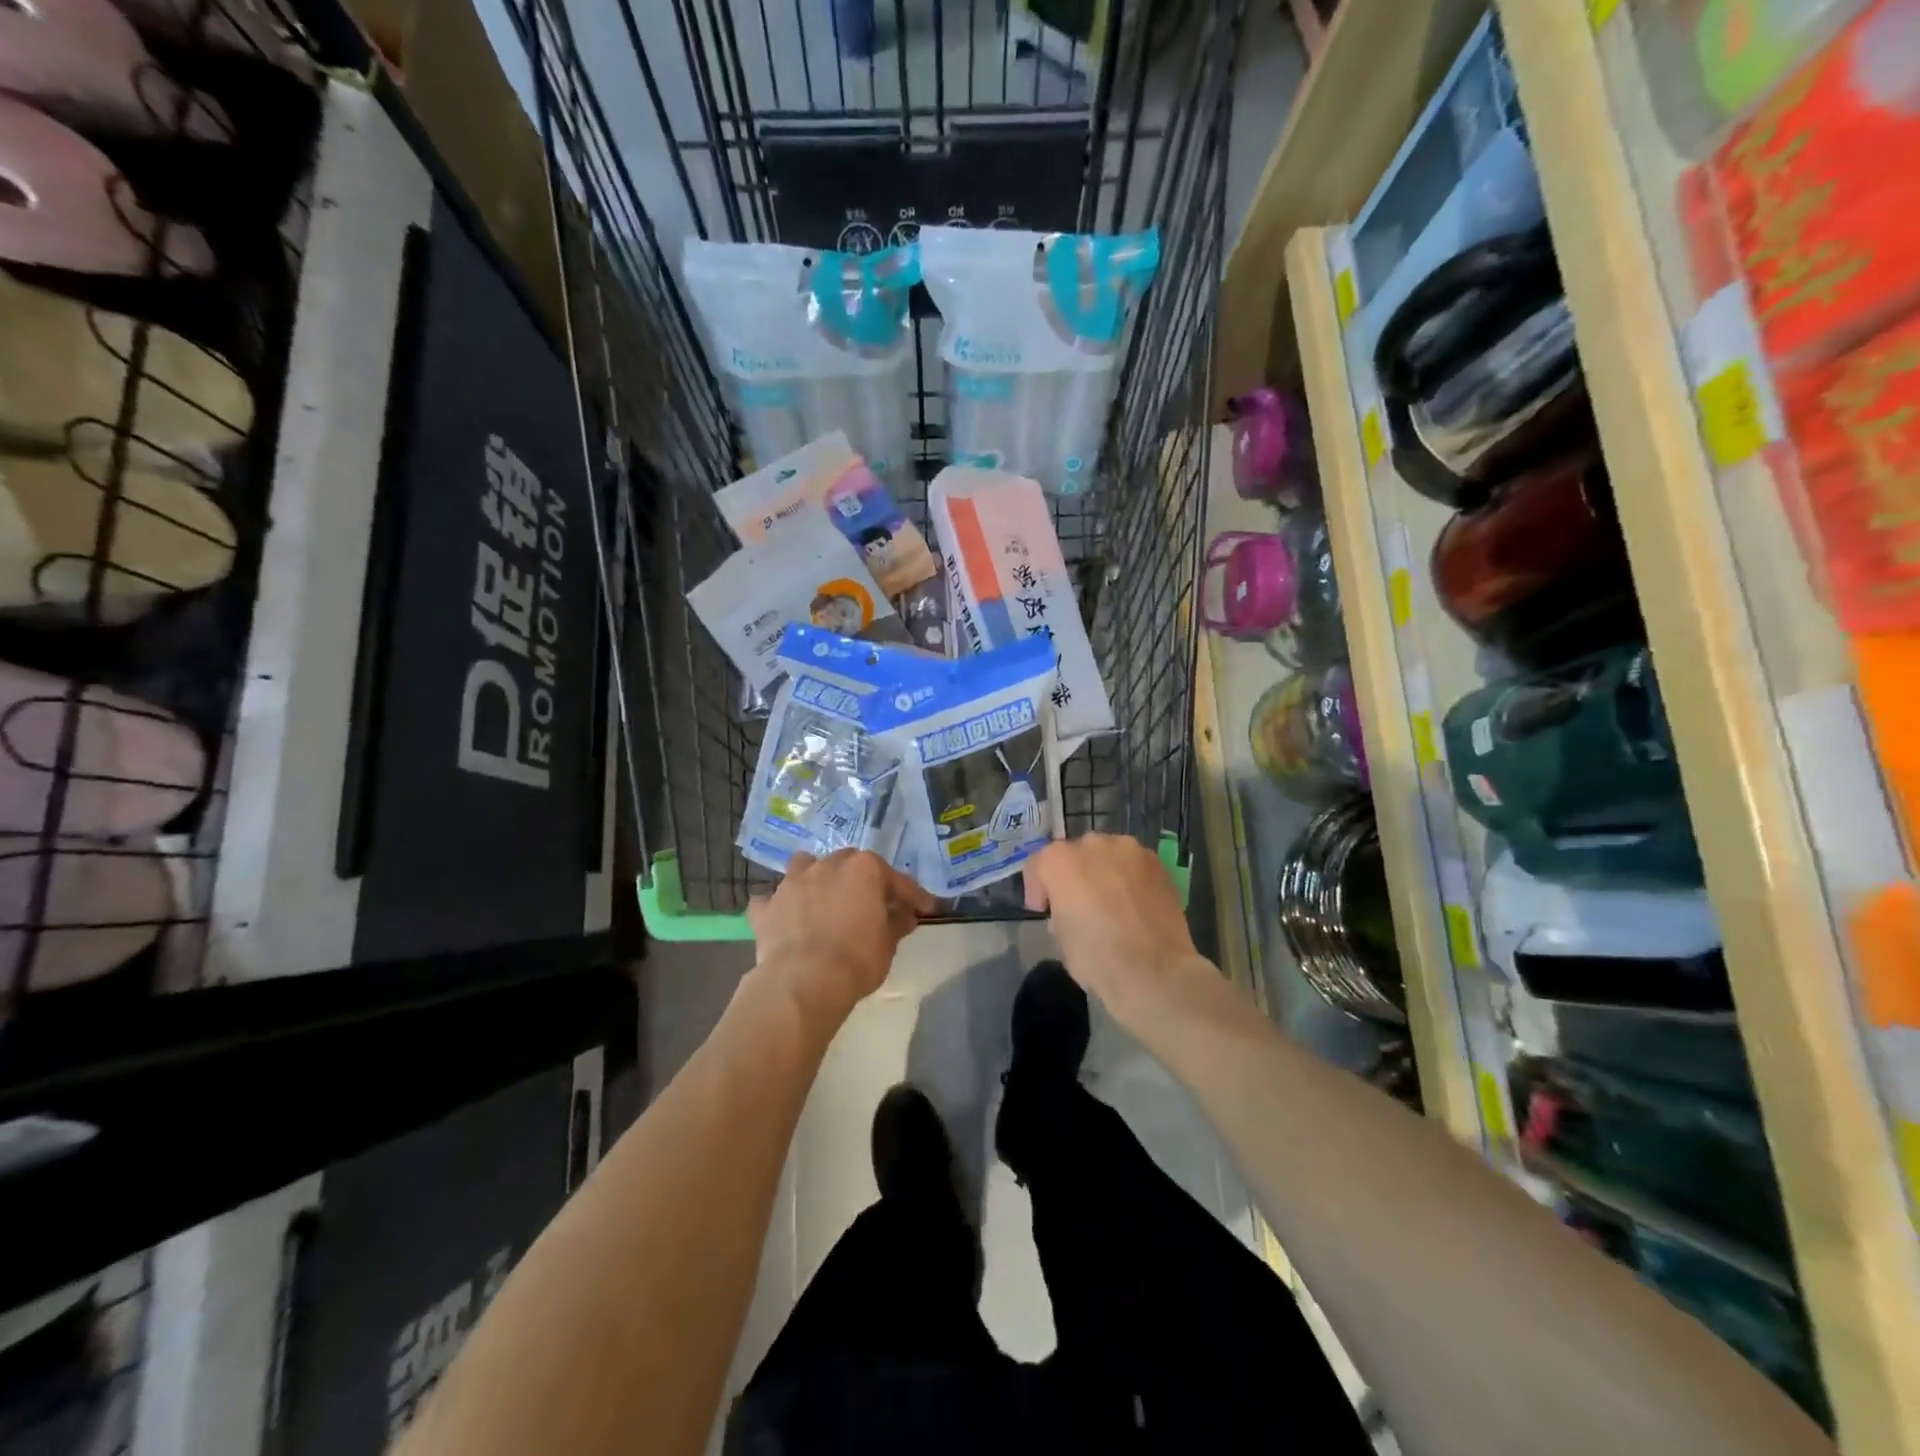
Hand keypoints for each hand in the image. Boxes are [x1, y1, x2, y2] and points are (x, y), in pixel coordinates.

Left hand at [749, 850, 934, 1026]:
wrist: (803, 982)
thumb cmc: (856, 960)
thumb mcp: (888, 945)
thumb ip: (897, 923)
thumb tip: (905, 916)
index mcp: (864, 869)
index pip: (896, 880)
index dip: (913, 896)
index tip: (925, 909)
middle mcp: (827, 865)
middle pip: (849, 863)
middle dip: (861, 880)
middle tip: (871, 904)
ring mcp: (792, 882)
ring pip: (805, 867)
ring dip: (815, 878)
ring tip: (822, 898)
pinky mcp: (767, 907)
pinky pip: (771, 900)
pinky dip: (779, 907)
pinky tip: (785, 918)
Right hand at [1023, 834, 1216, 1030]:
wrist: (1154, 970)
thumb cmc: (1096, 958)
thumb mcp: (1059, 939)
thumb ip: (1059, 913)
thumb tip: (1070, 911)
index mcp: (1058, 861)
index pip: (1038, 864)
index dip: (1038, 889)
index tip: (1044, 909)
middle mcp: (1092, 845)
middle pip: (1075, 854)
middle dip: (1074, 875)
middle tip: (1080, 904)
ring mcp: (1129, 850)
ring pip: (1108, 855)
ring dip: (1104, 872)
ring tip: (1112, 902)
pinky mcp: (1157, 863)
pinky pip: (1134, 865)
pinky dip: (1130, 878)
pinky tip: (1135, 904)